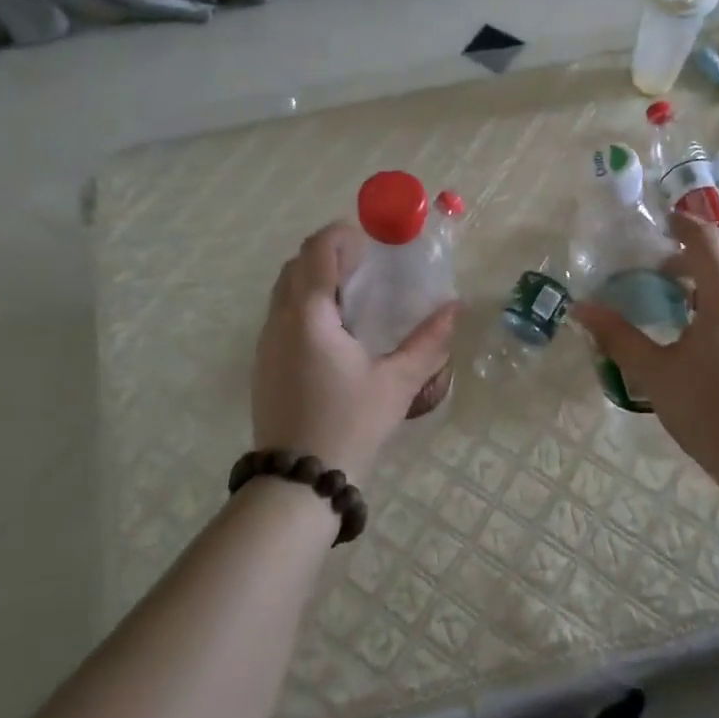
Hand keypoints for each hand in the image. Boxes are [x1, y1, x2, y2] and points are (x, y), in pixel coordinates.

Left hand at [251, 221, 457, 482]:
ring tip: (354, 299)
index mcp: (309, 314)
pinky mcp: (264, 364)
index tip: (371, 243)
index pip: (316, 250)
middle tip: (366, 268)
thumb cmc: (349, 425)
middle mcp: (280, 320)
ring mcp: (266, 343)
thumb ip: (429, 342)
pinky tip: (335, 335)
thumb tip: (454, 309)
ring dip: (314, 280)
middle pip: (297, 264)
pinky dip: (305, 305)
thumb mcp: (397, 383)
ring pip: (284, 290)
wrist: (297, 482)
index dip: (341, 235)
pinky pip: (281, 316)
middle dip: (329, 254)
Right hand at [570, 213, 718, 487]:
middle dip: (695, 258)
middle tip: (662, 273)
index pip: (706, 241)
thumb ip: (618, 337)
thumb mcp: (655, 373)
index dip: (683, 223)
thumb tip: (579, 309)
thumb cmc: (708, 410)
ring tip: (684, 312)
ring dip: (714, 287)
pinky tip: (713, 347)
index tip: (663, 219)